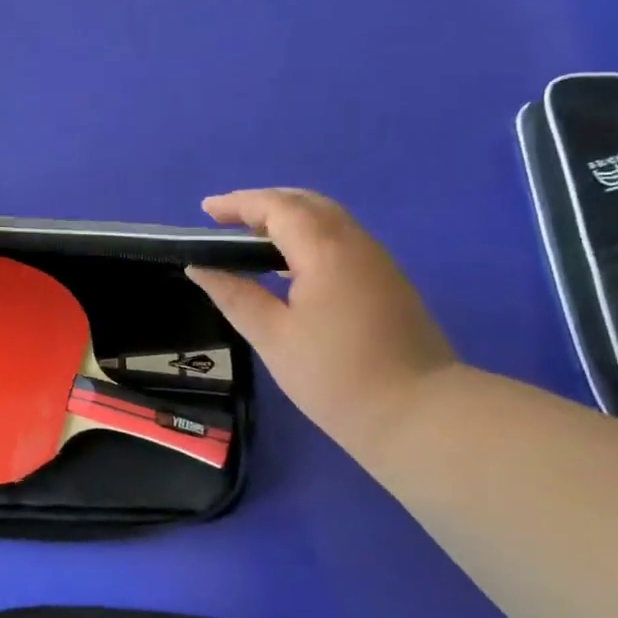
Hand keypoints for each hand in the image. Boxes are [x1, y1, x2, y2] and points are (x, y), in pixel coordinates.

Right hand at [185, 189, 457, 454]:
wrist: (418, 414)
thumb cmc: (335, 376)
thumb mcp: (273, 337)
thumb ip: (234, 295)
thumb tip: (199, 268)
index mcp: (325, 250)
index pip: (277, 207)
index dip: (238, 204)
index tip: (204, 211)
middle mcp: (355, 243)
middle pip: (306, 203)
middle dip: (263, 204)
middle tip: (225, 221)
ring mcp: (377, 260)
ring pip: (328, 219)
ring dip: (288, 218)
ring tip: (251, 240)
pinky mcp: (387, 280)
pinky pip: (341, 239)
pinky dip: (308, 236)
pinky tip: (288, 265)